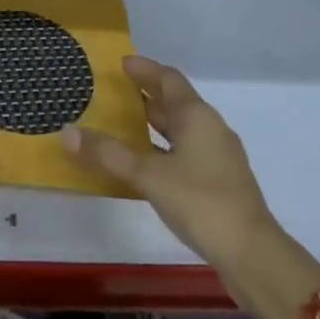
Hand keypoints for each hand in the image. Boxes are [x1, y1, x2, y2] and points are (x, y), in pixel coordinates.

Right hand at [61, 55, 277, 276]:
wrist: (253, 255)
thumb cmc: (201, 202)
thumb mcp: (149, 176)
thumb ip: (108, 154)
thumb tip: (67, 131)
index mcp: (196, 115)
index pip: (168, 78)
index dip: (145, 69)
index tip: (121, 63)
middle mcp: (210, 127)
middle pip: (175, 102)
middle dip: (146, 95)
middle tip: (115, 92)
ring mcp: (218, 155)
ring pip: (181, 128)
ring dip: (155, 123)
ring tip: (124, 125)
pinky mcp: (220, 182)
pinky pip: (186, 151)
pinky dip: (164, 148)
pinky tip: (147, 164)